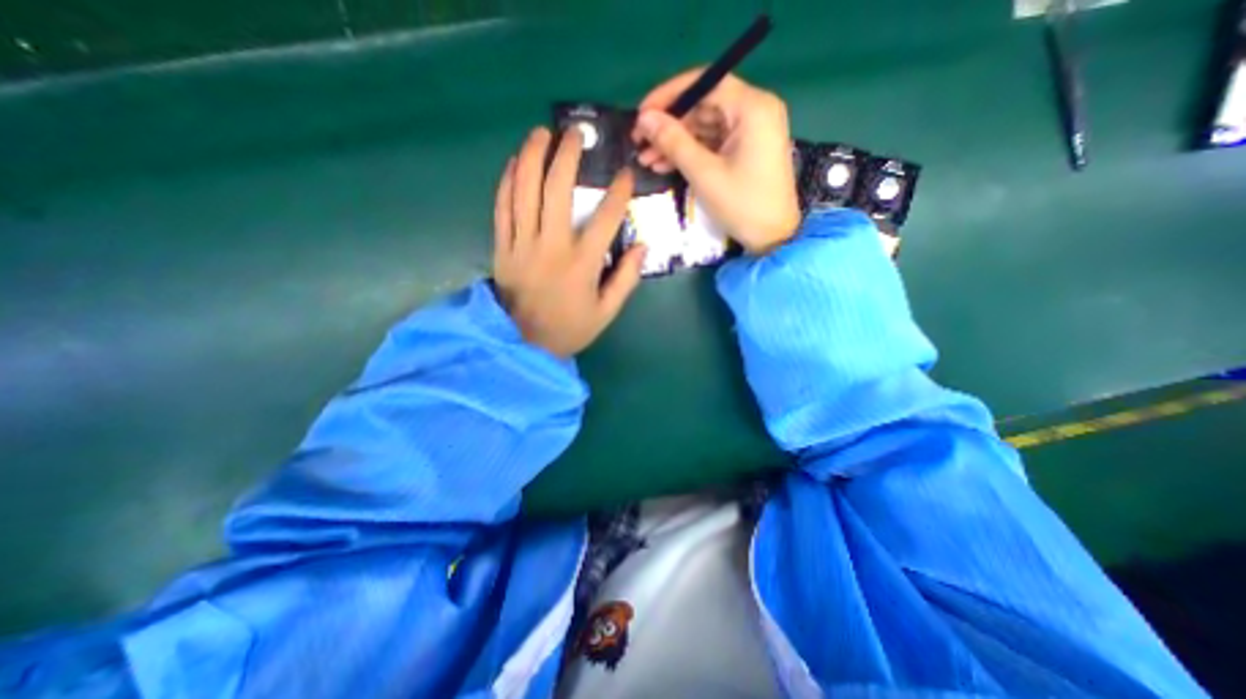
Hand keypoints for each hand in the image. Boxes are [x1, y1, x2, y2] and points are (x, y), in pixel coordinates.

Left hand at [491, 126, 645, 356]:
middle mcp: (551, 246)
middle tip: (574, 134)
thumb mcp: (606, 312)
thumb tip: (642, 246)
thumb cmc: (569, 329)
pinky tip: (513, 163)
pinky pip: (501, 207)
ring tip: (540, 133)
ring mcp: (522, 244)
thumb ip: (626, 279)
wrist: (524, 344)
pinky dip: (507, 182)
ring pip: (524, 190)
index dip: (618, 193)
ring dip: (531, 156)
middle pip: (556, 189)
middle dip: (566, 155)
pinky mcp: (502, 248)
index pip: (605, 218)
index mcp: (581, 264)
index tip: (625, 175)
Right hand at [635, 67, 797, 255]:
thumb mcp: (704, 173)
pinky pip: (712, 144)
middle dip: (669, 126)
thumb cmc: (742, 205)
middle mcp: (754, 111)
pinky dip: (690, 153)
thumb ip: (673, 141)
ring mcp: (751, 132)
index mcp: (752, 107)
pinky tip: (664, 165)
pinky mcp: (745, 151)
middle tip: (639, 143)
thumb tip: (644, 118)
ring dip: (675, 143)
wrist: (772, 238)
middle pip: (703, 106)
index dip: (669, 96)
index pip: (705, 83)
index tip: (641, 114)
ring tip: (646, 160)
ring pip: (704, 127)